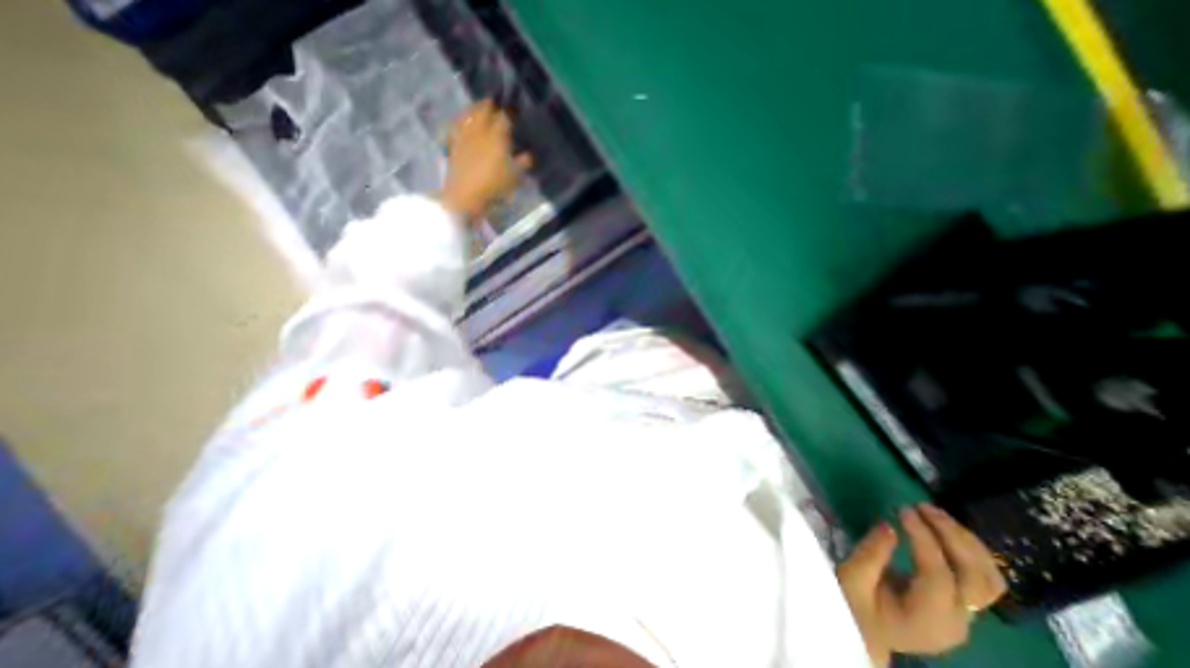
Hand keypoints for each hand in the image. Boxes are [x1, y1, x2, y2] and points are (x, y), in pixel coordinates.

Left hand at [438, 98, 532, 221]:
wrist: (465, 195)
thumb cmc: (493, 186)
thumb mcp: (514, 177)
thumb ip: (522, 164)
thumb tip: (529, 155)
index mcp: (497, 135)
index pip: (505, 117)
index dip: (511, 113)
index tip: (515, 112)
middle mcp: (480, 129)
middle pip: (484, 109)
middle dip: (491, 105)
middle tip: (496, 105)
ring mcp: (464, 134)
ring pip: (469, 114)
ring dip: (475, 109)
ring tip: (479, 109)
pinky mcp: (453, 143)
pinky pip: (456, 125)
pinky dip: (461, 121)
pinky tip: (462, 122)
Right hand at [834, 504, 1001, 664]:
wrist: (865, 633)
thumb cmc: (853, 604)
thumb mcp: (852, 578)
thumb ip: (870, 554)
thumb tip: (888, 526)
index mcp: (929, 618)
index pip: (939, 575)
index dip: (924, 539)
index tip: (903, 509)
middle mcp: (958, 621)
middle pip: (976, 579)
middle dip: (952, 536)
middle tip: (923, 506)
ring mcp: (966, 617)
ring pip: (989, 580)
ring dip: (967, 542)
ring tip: (937, 513)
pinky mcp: (962, 607)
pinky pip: (982, 580)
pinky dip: (970, 552)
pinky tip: (947, 530)